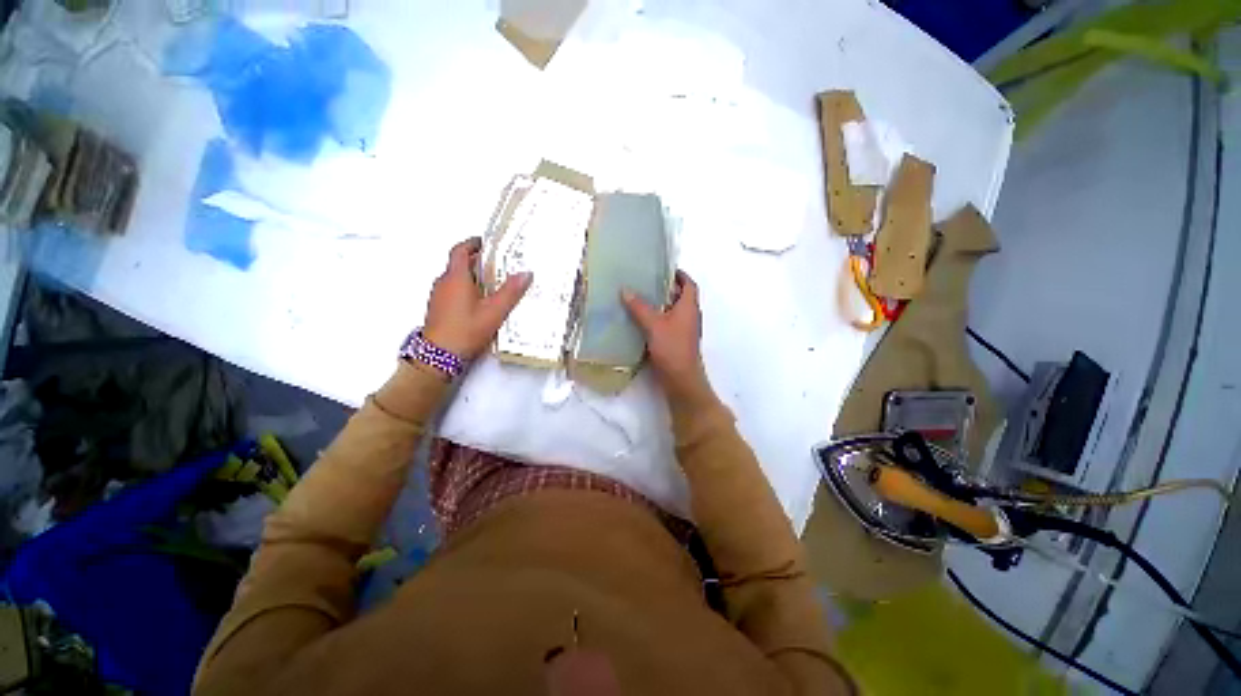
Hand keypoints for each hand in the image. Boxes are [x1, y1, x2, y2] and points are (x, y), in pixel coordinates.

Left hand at [423, 237, 531, 359]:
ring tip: (493, 282)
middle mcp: (443, 282)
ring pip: (456, 277)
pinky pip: (453, 290)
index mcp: (455, 277)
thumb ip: (511, 292)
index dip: (473, 243)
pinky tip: (480, 301)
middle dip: (477, 260)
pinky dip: (466, 287)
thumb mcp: (494, 311)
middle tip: (497, 263)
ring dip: (472, 275)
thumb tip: (526, 273)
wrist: (438, 356)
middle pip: (459, 263)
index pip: (460, 250)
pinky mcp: (438, 308)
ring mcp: (438, 296)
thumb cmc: (466, 330)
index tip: (486, 242)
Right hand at [621, 270, 713, 403]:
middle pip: (680, 297)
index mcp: (689, 307)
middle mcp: (689, 316)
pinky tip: (640, 320)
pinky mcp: (676, 342)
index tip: (664, 268)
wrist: (681, 379)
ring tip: (640, 297)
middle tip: (646, 281)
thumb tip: (625, 290)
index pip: (689, 284)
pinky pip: (667, 324)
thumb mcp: (654, 325)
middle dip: (665, 288)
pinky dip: (657, 319)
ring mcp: (683, 330)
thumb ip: (640, 308)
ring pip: (672, 311)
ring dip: (660, 304)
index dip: (679, 275)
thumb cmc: (672, 348)